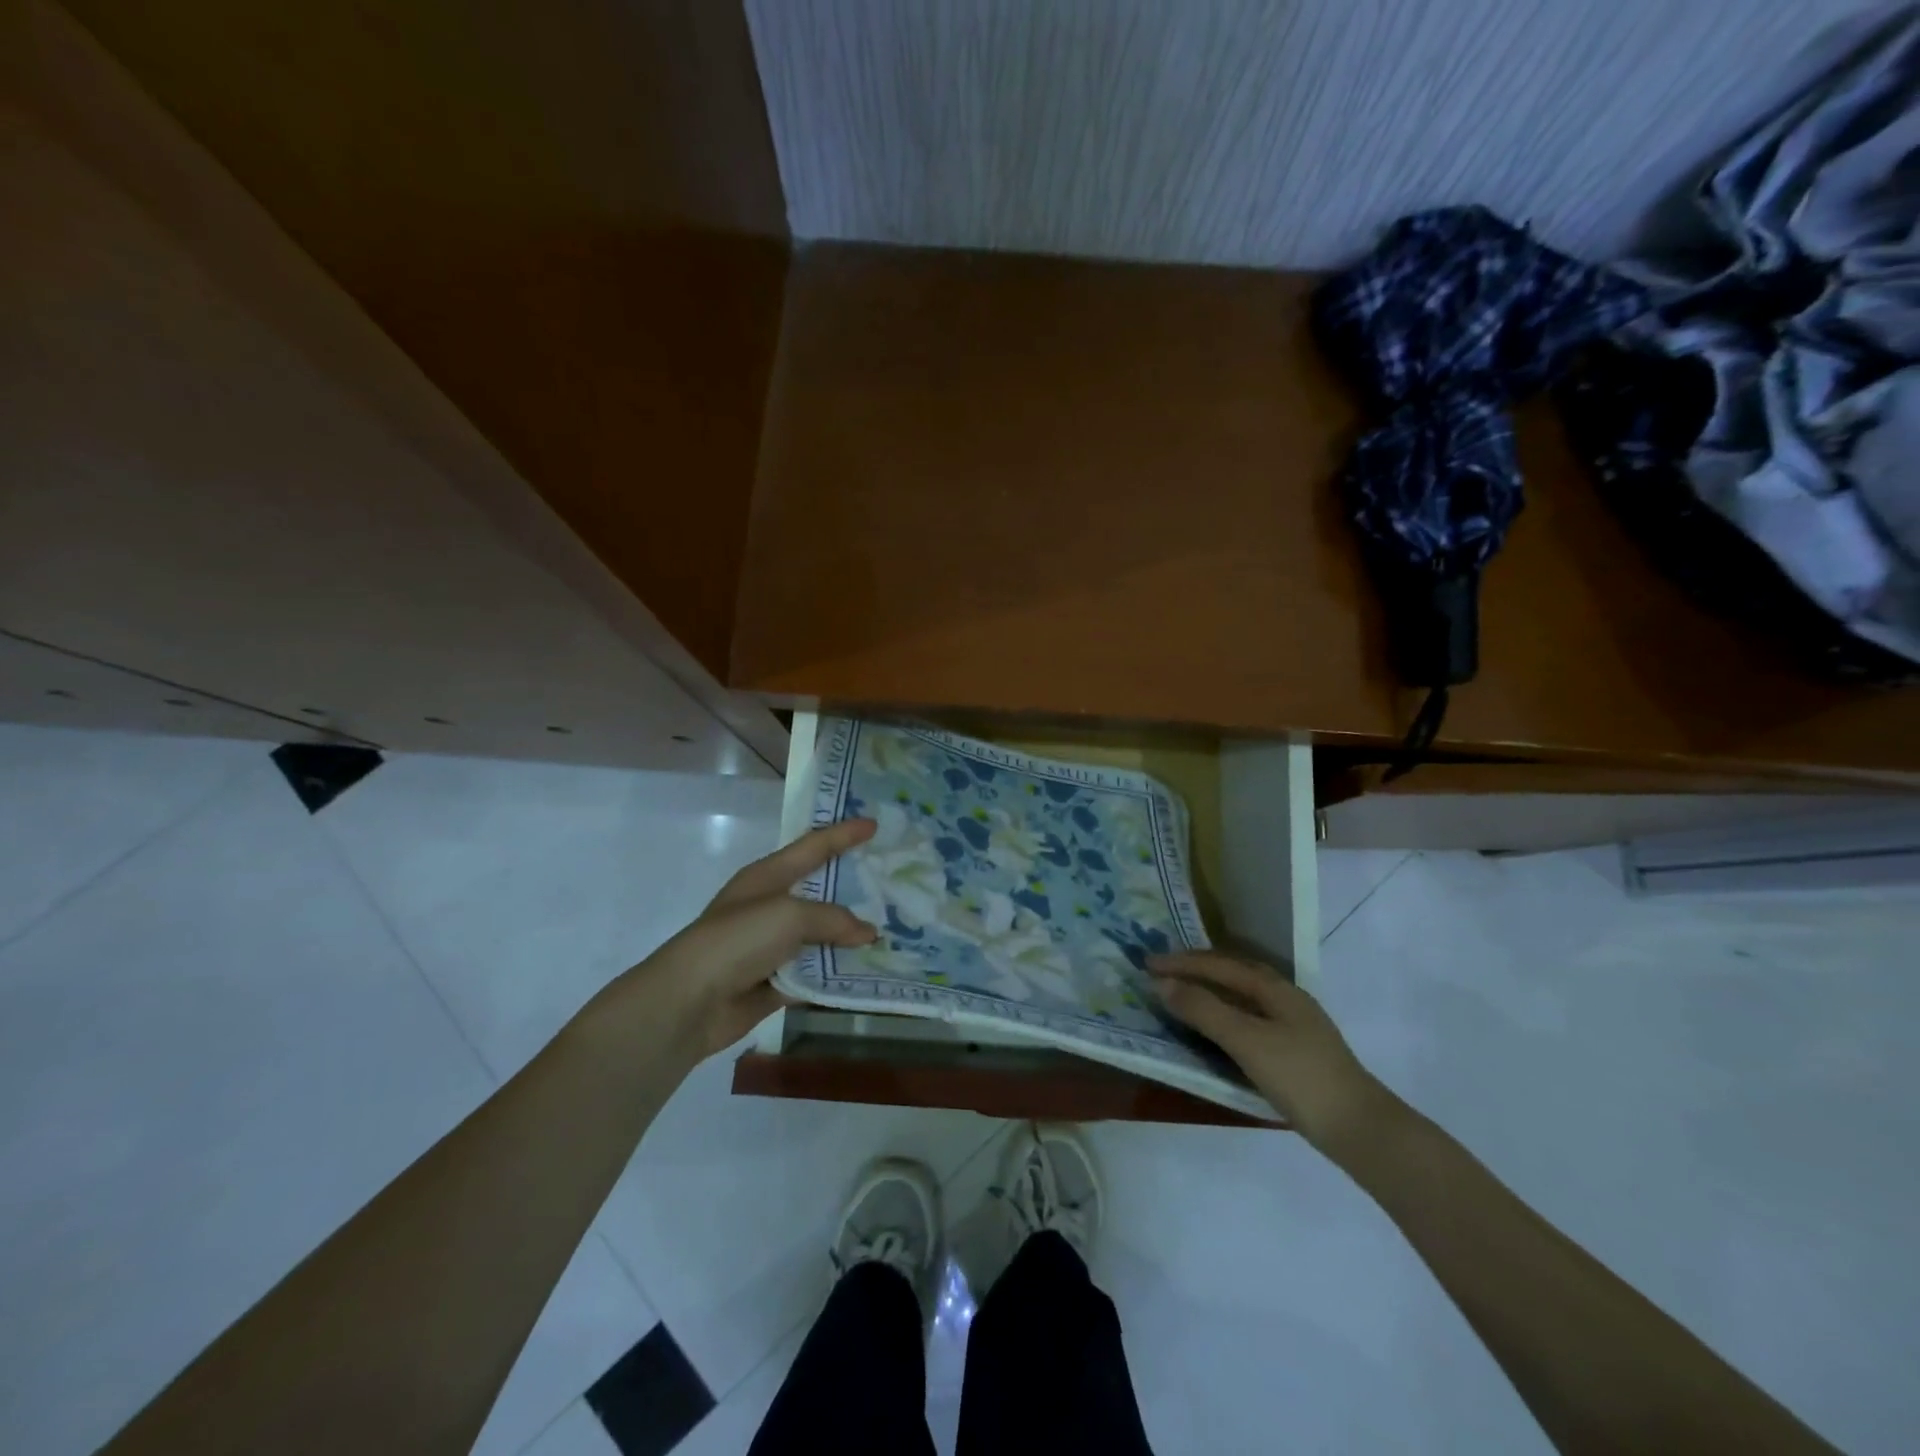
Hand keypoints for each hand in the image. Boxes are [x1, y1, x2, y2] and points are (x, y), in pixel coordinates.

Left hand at [624, 819, 879, 1065]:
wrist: (689, 1001)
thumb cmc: (738, 940)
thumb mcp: (789, 916)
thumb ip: (833, 920)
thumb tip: (867, 933)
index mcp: (768, 876)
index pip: (813, 846)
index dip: (844, 834)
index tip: (874, 824)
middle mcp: (770, 906)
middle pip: (821, 891)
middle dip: (853, 887)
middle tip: (891, 881)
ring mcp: (771, 945)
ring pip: (822, 935)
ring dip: (850, 936)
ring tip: (891, 931)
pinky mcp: (774, 981)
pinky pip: (816, 972)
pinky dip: (838, 973)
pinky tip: (868, 972)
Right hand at [1149, 951, 1393, 1151]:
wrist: (1361, 1129)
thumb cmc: (1300, 1077)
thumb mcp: (1246, 1040)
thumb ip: (1204, 1009)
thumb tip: (1161, 983)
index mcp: (1274, 988)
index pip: (1219, 964)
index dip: (1181, 962)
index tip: (1147, 964)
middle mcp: (1285, 997)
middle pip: (1233, 972)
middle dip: (1195, 968)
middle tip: (1161, 972)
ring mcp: (1294, 1023)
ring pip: (1242, 994)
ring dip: (1209, 989)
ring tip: (1181, 994)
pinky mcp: (1296, 1049)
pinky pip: (1249, 1016)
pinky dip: (1223, 1012)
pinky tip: (1217, 1028)